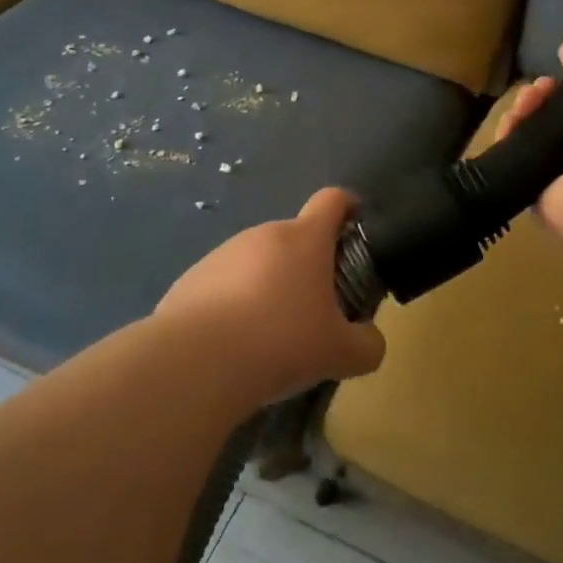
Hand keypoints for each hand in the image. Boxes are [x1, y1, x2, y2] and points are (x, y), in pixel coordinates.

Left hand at [156, 188, 384, 402]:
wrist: (195, 362)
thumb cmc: (280, 343)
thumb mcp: (341, 354)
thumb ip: (367, 345)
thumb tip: (370, 341)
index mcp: (304, 239)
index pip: (333, 200)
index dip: (349, 207)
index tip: (355, 228)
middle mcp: (263, 235)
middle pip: (295, 238)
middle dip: (309, 267)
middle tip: (316, 311)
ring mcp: (223, 253)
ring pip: (258, 262)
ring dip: (270, 286)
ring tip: (270, 336)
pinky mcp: (192, 278)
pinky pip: (225, 284)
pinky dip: (235, 304)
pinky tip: (233, 344)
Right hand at [495, 40, 562, 249]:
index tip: (551, 79)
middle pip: (555, 118)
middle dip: (536, 100)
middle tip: (530, 98)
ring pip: (534, 141)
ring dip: (518, 121)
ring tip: (514, 116)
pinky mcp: (544, 199)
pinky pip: (519, 168)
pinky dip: (507, 151)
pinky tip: (503, 137)